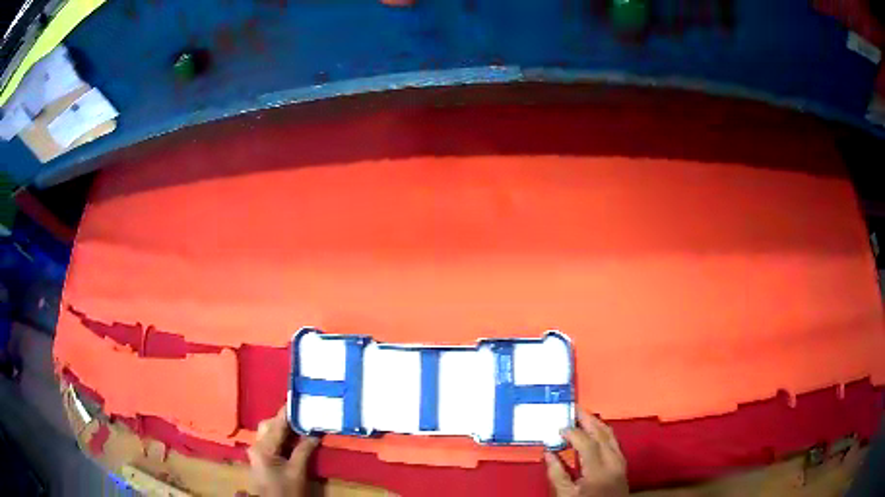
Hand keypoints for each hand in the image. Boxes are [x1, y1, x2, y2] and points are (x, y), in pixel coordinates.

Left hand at [247, 406, 318, 496]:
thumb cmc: (286, 490)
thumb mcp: (297, 472)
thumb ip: (304, 450)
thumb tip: (315, 433)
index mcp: (263, 447)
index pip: (276, 424)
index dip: (288, 412)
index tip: (300, 400)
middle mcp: (256, 445)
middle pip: (269, 425)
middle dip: (285, 419)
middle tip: (304, 415)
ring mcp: (256, 451)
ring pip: (268, 432)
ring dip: (283, 428)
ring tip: (301, 425)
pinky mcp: (260, 458)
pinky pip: (269, 441)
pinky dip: (281, 437)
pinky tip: (294, 439)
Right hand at [545, 410, 628, 496]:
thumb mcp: (566, 496)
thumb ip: (557, 475)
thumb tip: (548, 453)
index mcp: (598, 470)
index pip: (587, 443)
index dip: (573, 433)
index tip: (559, 427)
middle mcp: (613, 461)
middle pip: (603, 434)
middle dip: (588, 420)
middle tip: (574, 408)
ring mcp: (621, 462)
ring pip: (611, 435)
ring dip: (597, 424)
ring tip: (583, 416)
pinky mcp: (622, 464)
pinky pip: (614, 442)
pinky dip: (604, 432)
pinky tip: (596, 432)